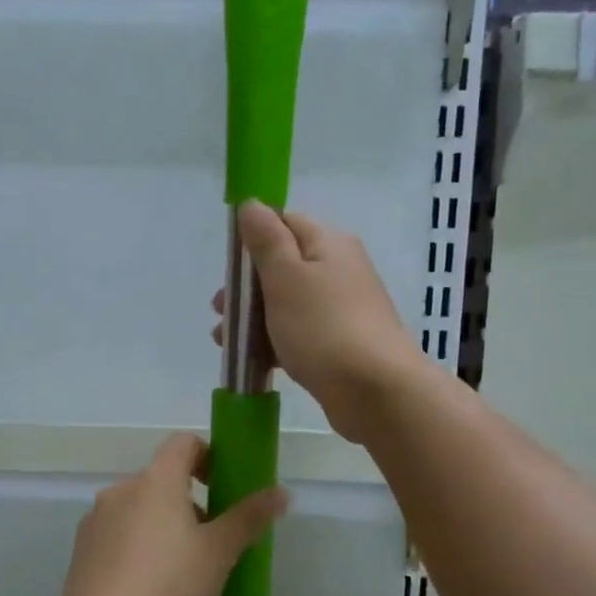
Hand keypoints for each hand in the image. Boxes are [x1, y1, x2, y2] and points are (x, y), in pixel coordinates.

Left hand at [55, 433, 286, 595]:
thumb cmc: (169, 586)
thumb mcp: (219, 553)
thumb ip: (249, 517)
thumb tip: (281, 492)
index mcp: (155, 480)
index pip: (184, 443)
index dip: (209, 456)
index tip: (224, 487)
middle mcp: (120, 490)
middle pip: (161, 479)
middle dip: (189, 501)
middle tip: (211, 541)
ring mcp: (96, 520)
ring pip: (138, 508)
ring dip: (162, 524)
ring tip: (180, 570)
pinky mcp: (82, 551)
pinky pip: (118, 534)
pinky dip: (137, 546)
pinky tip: (148, 586)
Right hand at [214, 202, 421, 442]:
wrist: (375, 391)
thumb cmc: (323, 327)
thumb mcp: (286, 277)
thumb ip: (267, 240)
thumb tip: (252, 204)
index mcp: (329, 244)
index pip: (285, 223)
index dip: (252, 240)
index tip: (228, 268)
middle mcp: (340, 270)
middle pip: (283, 267)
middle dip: (246, 288)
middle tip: (220, 311)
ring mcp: (341, 310)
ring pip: (287, 304)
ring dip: (254, 319)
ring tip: (225, 341)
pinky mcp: (339, 345)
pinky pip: (298, 334)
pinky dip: (273, 342)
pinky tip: (252, 360)